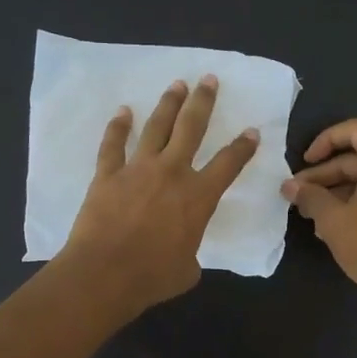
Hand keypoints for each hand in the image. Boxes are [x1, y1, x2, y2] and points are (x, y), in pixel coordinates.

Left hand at [59, 75, 259, 319]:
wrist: (105, 274)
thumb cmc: (152, 277)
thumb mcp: (187, 269)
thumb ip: (191, 251)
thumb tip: (183, 252)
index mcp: (198, 197)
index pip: (229, 164)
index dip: (243, 147)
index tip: (251, 131)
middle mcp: (172, 173)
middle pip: (191, 128)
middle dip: (203, 102)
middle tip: (208, 80)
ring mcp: (137, 169)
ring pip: (156, 127)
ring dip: (168, 104)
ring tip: (176, 85)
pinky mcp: (107, 175)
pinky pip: (113, 144)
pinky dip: (118, 127)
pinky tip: (123, 112)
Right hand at [282, 118, 356, 306]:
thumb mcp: (332, 218)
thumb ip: (310, 196)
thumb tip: (290, 186)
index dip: (327, 139)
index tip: (306, 161)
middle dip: (324, 174)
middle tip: (297, 194)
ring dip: (335, 191)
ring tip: (308, 214)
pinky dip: (353, 202)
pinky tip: (330, 226)